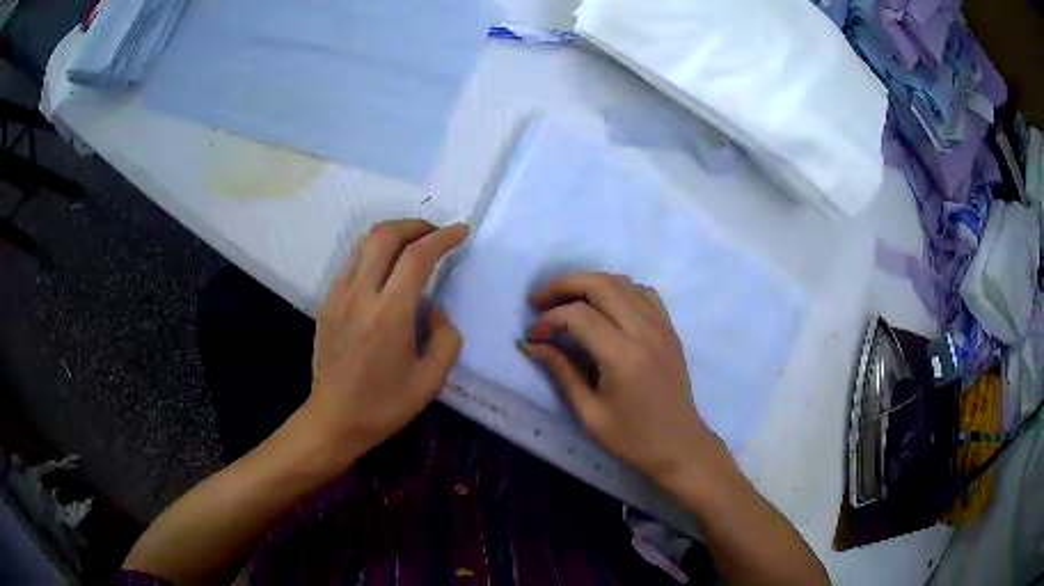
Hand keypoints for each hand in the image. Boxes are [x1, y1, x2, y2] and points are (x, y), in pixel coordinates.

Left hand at [308, 219, 468, 453]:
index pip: (417, 256)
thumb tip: (433, 308)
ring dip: (392, 235)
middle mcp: (361, 295)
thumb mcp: (431, 380)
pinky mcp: (326, 303)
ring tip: (412, 247)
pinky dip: (373, 254)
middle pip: (385, 235)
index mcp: (390, 314)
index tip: (461, 232)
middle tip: (435, 234)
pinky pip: (351, 264)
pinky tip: (385, 273)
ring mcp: (338, 296)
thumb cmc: (384, 405)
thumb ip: (445, 337)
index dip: (443, 238)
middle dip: (415, 225)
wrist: (333, 419)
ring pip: (363, 244)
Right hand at [521, 273, 722, 482]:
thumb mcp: (589, 413)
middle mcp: (645, 332)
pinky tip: (603, 305)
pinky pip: (642, 293)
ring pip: (622, 282)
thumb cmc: (632, 439)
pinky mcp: (669, 328)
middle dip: (564, 285)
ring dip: (589, 283)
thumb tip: (531, 344)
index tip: (533, 336)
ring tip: (565, 300)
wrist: (679, 445)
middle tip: (539, 300)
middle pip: (601, 285)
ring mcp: (662, 326)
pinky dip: (617, 289)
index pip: (579, 316)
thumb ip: (561, 372)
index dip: (549, 320)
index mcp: (624, 357)